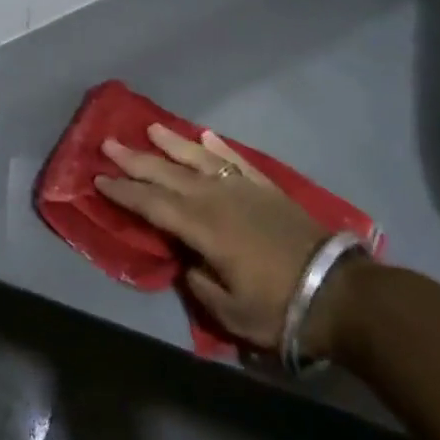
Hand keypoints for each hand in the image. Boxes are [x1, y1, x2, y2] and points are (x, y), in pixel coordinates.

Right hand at [96, 124, 327, 350]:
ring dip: (172, 143)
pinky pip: (235, 160)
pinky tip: (205, 136)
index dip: (125, 192)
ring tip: (151, 127)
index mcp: (204, 228)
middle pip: (169, 174)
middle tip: (109, 143)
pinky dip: (219, 147)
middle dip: (136, 159)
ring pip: (200, 159)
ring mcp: (244, 189)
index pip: (154, 204)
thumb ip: (199, 283)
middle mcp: (218, 199)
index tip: (99, 178)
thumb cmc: (280, 309)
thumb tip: (188, 261)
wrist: (340, 293)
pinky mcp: (267, 189)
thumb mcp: (230, 312)